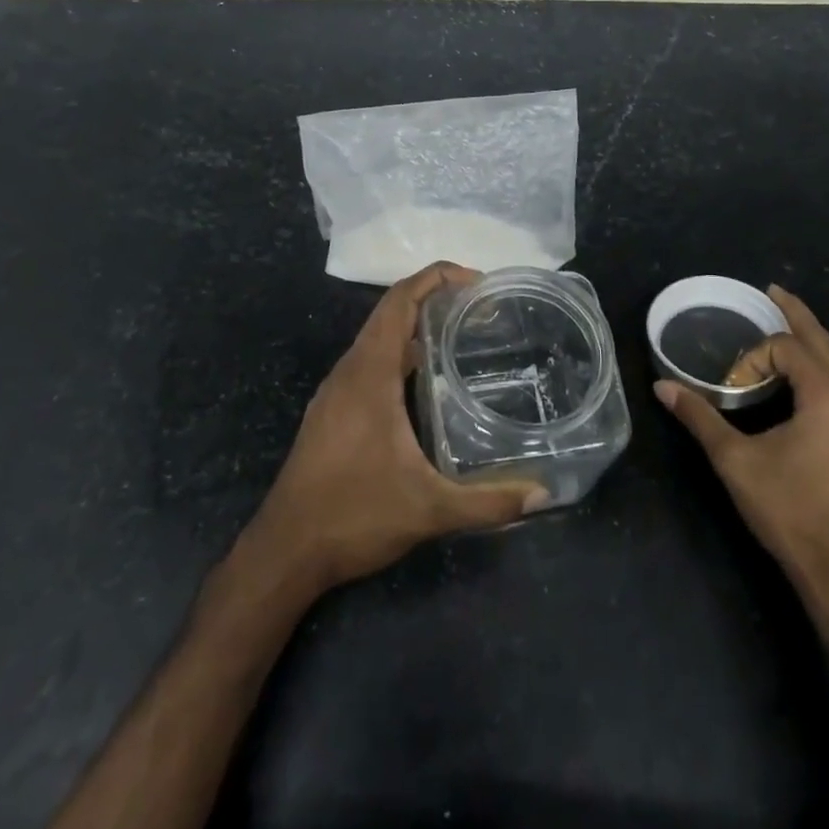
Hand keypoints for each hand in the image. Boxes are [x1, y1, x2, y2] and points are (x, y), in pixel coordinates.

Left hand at [241, 262, 548, 594]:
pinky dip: (401, 353)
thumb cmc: (353, 516)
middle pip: (391, 311)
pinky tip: (427, 381)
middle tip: (481, 309)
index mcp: (369, 373)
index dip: (437, 278)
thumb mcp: (429, 510)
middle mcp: (350, 370)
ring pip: (378, 337)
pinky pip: (370, 362)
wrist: (285, 551)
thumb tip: (543, 494)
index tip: (477, 282)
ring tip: (462, 335)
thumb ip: (488, 501)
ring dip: (416, 326)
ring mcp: (337, 390)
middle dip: (434, 298)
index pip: (400, 300)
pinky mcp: (333, 410)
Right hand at [655, 284, 828, 611]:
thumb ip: (699, 417)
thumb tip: (661, 387)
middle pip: (823, 342)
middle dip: (796, 314)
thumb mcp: (735, 460)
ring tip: (786, 325)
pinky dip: (821, 368)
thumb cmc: (789, 510)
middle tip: (772, 290)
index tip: (729, 390)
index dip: (751, 359)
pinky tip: (803, 376)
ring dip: (810, 342)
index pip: (786, 348)